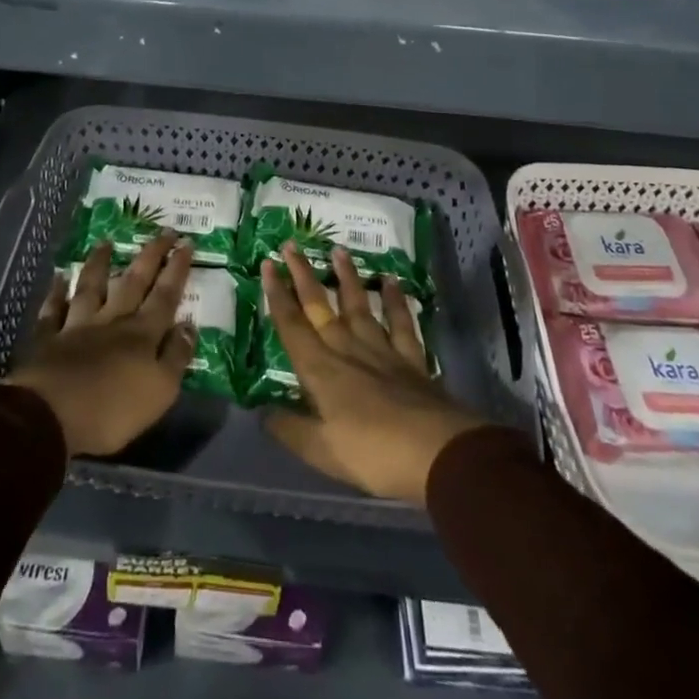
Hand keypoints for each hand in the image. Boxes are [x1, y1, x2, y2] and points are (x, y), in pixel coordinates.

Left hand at [4, 235, 195, 456]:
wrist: (51, 416)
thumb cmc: (113, 409)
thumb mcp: (160, 390)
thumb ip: (176, 356)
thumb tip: (189, 325)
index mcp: (142, 334)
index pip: (165, 295)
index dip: (177, 269)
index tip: (186, 242)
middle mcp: (112, 320)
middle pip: (134, 282)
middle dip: (150, 255)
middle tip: (162, 230)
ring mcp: (78, 326)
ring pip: (91, 287)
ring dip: (100, 264)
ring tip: (106, 242)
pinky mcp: (49, 339)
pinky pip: (53, 310)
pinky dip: (56, 293)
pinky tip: (59, 277)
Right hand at [260, 244, 488, 503]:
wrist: (437, 453)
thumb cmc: (372, 454)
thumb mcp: (322, 452)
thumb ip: (291, 430)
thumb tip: (262, 412)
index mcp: (321, 370)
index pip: (292, 325)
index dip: (278, 295)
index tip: (268, 264)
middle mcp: (347, 349)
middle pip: (320, 306)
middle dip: (303, 275)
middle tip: (291, 244)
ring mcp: (381, 350)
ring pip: (359, 305)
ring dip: (347, 277)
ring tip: (338, 250)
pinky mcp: (411, 358)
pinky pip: (399, 322)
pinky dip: (395, 300)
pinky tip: (391, 281)